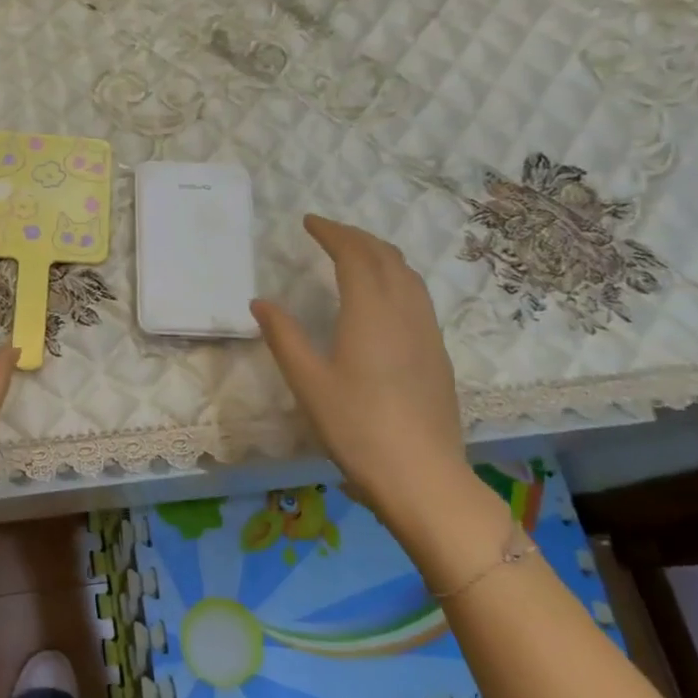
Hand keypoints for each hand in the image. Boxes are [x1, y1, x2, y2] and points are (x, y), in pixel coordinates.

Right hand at [251, 216, 466, 516]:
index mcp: (371, 311)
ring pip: (408, 275)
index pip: (354, 255)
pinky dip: (396, 278)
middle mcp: (405, 311)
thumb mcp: (308, 382)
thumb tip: (261, 302)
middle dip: (356, 237)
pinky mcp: (437, 353)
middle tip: (328, 233)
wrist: (422, 475)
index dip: (331, 233)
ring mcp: (427, 332)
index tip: (309, 222)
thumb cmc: (356, 426)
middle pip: (386, 257)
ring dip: (380, 255)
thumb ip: (284, 336)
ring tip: (355, 255)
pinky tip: (383, 298)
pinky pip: (417, 296)